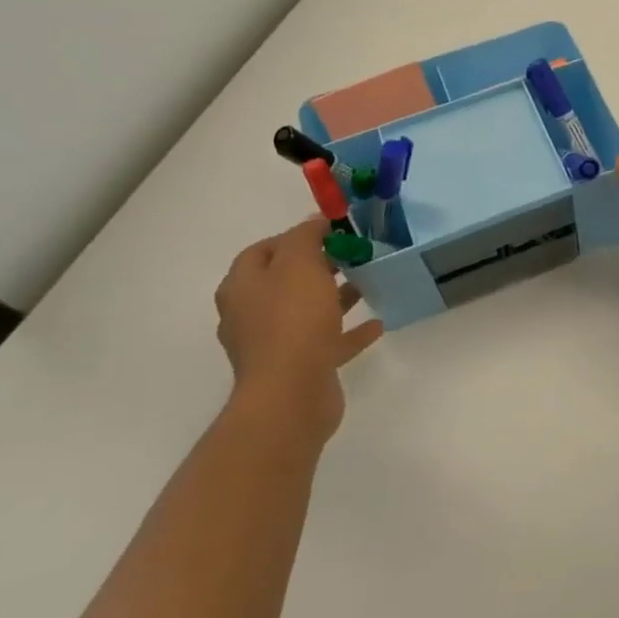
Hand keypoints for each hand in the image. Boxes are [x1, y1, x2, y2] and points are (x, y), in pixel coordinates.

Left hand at [214, 218, 383, 444]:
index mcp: (242, 287)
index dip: (294, 237)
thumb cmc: (292, 321)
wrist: (291, 395)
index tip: (330, 231)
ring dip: (335, 297)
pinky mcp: (299, 368)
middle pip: (286, 281)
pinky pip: (326, 342)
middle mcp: (251, 315)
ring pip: (307, 311)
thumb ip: (306, 237)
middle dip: (319, 266)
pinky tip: (376, 325)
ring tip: (368, 284)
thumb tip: (313, 222)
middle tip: (353, 255)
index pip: (262, 250)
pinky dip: (348, 332)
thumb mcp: (299, 264)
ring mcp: (273, 345)